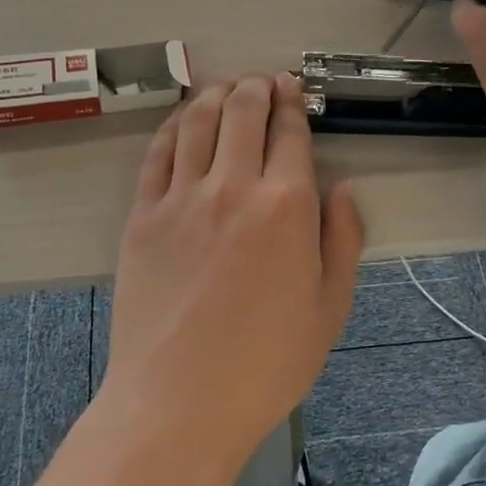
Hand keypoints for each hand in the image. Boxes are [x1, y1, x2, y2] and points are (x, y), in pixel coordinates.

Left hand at [104, 74, 364, 474]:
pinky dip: (175, 124)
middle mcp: (233, 186)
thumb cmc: (266, 364)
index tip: (294, 90)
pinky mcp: (142, 215)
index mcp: (287, 206)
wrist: (179, 402)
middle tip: (263, 83)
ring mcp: (181, 197)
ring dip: (216, 94)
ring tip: (226, 88)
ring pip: (198, 120)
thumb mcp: (330, 309)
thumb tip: (343, 188)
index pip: (290, 132)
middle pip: (243, 111)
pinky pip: (159, 152)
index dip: (294, 103)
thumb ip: (343, 239)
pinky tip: (184, 119)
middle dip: (257, 87)